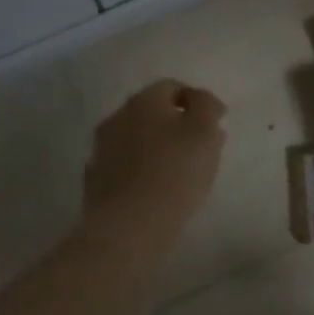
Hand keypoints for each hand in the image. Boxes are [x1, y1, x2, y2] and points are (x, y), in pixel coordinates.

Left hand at [78, 80, 227, 255]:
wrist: (128, 228)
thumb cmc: (174, 173)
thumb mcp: (205, 132)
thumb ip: (207, 107)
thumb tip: (201, 100)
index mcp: (144, 101)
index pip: (172, 87)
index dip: (198, 101)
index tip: (217, 123)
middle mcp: (117, 118)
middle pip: (153, 112)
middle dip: (177, 124)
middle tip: (201, 146)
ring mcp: (102, 150)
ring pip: (138, 139)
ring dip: (159, 147)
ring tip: (182, 170)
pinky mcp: (96, 180)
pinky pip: (126, 165)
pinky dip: (143, 169)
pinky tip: (158, 188)